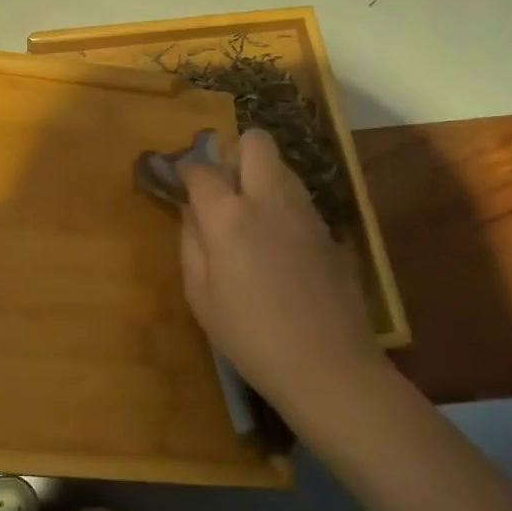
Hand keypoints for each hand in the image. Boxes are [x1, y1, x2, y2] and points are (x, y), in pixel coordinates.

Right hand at [179, 129, 386, 422]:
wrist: (329, 368)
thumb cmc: (251, 337)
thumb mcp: (201, 296)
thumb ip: (191, 243)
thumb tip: (190, 210)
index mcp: (229, 216)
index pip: (201, 169)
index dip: (186, 172)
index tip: (181, 185)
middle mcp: (269, 200)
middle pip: (255, 142)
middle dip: (233, 153)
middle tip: (222, 187)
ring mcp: (305, 213)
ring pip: (282, 165)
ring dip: (260, 175)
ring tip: (248, 215)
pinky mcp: (329, 231)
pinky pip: (299, 197)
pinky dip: (282, 204)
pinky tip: (276, 243)